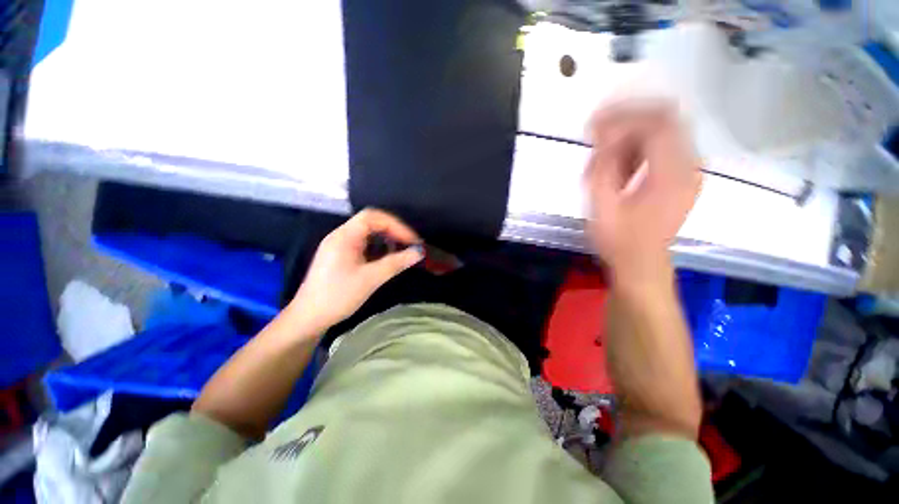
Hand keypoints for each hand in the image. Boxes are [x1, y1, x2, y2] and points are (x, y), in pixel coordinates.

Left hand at [287, 208, 423, 334]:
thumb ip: (396, 263)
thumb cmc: (338, 296)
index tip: (412, 241)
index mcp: (345, 236)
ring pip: (368, 234)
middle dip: (394, 232)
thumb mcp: (370, 279)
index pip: (373, 217)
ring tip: (402, 252)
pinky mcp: (341, 256)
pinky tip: (387, 260)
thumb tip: (419, 252)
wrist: (309, 318)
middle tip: (411, 246)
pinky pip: (364, 245)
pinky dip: (379, 249)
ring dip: (387, 240)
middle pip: (372, 223)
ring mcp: (340, 246)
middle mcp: (341, 236)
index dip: (396, 225)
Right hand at [584, 102, 700, 287]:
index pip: (656, 123)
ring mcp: (689, 170)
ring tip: (605, 153)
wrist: (640, 265)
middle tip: (598, 130)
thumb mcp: (602, 205)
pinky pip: (664, 147)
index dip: (623, 117)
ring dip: (632, 134)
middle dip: (629, 118)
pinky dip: (640, 147)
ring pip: (665, 131)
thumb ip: (603, 166)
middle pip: (666, 119)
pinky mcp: (682, 177)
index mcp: (672, 174)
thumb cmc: (618, 240)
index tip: (594, 126)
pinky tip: (620, 165)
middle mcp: (689, 166)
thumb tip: (604, 134)